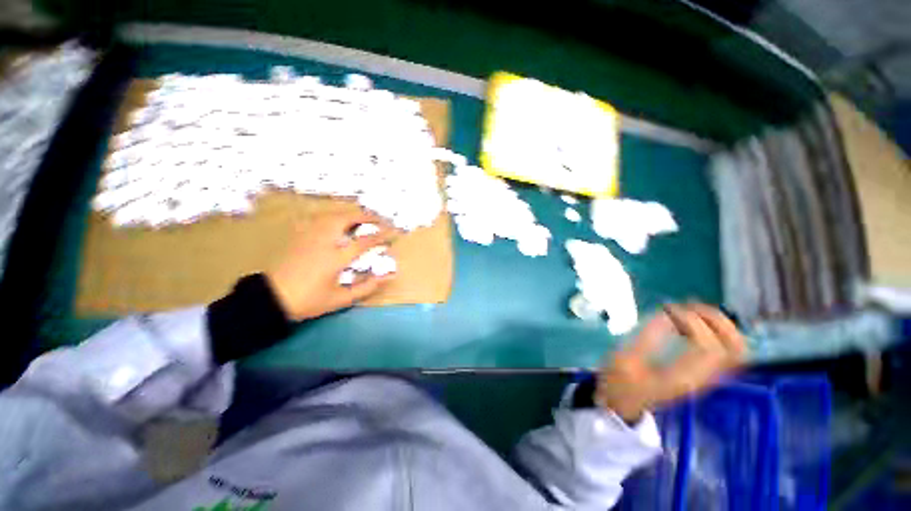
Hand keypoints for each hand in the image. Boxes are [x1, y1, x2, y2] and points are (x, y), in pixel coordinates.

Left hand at [265, 210, 398, 320]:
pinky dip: (335, 216)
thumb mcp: (340, 299)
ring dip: (351, 214)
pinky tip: (338, 222)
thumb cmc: (308, 300)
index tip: (393, 232)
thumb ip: (367, 287)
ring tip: (363, 218)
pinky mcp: (299, 235)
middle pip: (347, 219)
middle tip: (379, 220)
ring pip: (332, 215)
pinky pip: (320, 218)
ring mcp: (309, 236)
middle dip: (367, 216)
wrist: (270, 298)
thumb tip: (389, 276)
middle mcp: (323, 241)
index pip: (364, 241)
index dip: (381, 235)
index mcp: (335, 258)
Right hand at [595, 303, 745, 422]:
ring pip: (736, 349)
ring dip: (720, 324)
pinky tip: (693, 322)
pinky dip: (717, 331)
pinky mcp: (702, 372)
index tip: (666, 310)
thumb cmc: (619, 382)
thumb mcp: (624, 360)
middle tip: (687, 306)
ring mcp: (706, 377)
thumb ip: (646, 338)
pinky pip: (726, 350)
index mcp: (682, 378)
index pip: (709, 347)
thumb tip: (666, 315)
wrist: (623, 403)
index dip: (692, 322)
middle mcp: (702, 378)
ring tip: (692, 310)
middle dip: (716, 320)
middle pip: (734, 348)